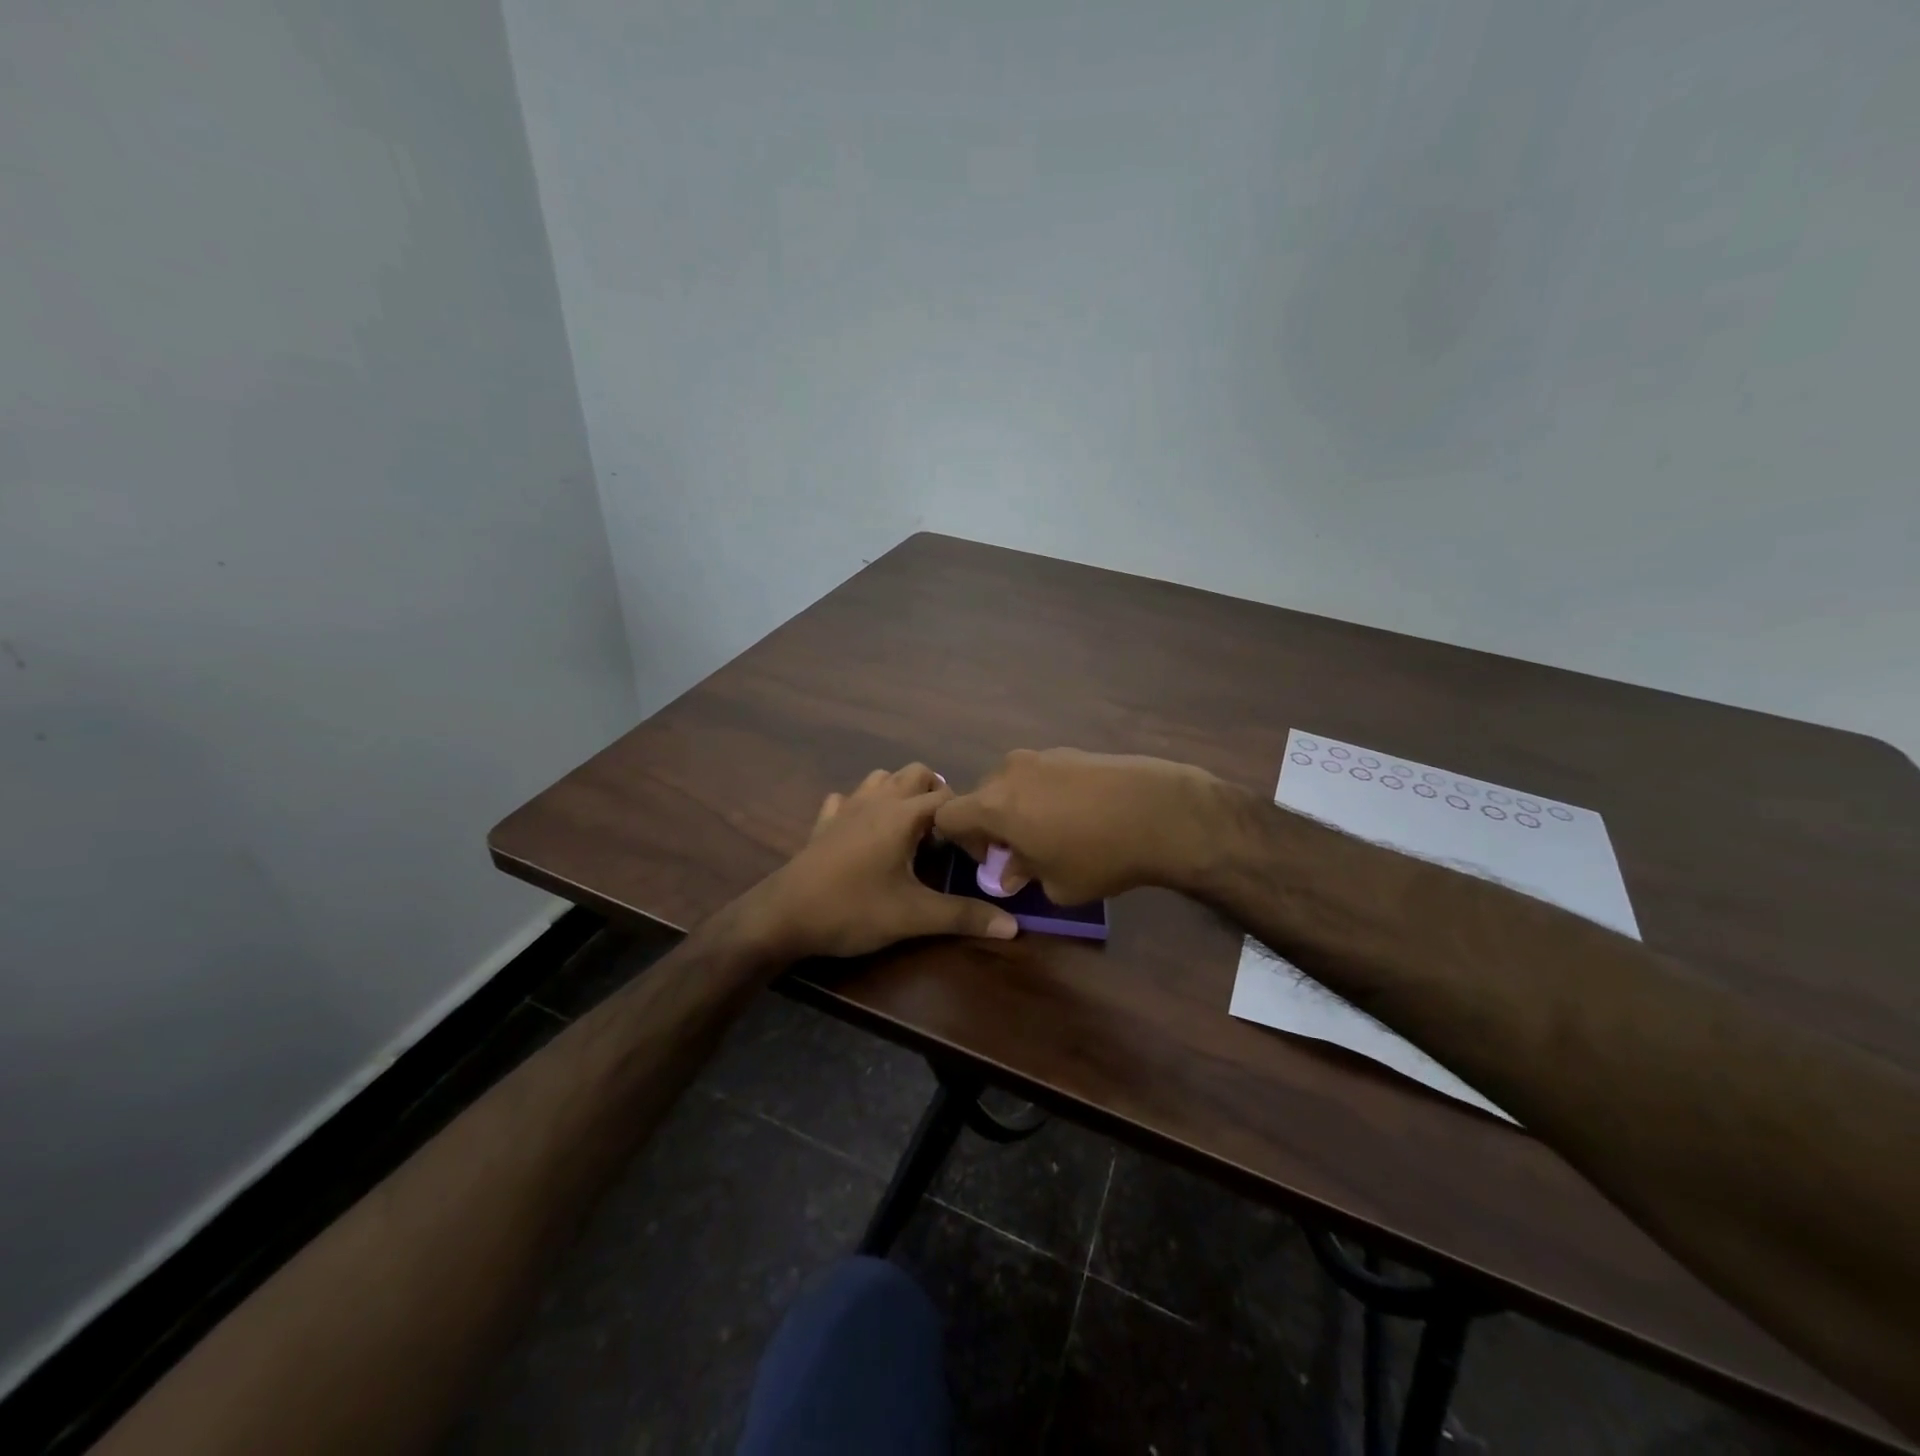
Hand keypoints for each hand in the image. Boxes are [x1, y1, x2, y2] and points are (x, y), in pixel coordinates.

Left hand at [745, 764, 1020, 959]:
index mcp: (903, 814)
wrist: (784, 916)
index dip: (968, 818)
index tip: (977, 848)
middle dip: (937, 794)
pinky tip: (865, 832)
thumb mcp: (914, 916)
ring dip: (901, 793)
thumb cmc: (853, 909)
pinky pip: (847, 799)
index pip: (950, 797)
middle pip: (916, 773)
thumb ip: (963, 916)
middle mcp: (877, 800)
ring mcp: (847, 807)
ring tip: (911, 829)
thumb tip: (1013, 926)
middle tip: (946, 834)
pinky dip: (863, 806)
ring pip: (881, 779)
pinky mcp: (824, 823)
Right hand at [934, 749, 1227, 904]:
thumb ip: (1024, 875)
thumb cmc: (1099, 855)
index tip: (992, 859)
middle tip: (1022, 850)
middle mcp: (1010, 772)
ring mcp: (1042, 756)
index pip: (948, 815)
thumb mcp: (1057, 884)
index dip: (960, 841)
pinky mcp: (1072, 751)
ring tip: (1056, 830)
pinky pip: (1042, 774)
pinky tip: (1081, 813)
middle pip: (981, 796)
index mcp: (995, 804)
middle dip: (992, 824)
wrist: (1161, 811)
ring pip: (1013, 782)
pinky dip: (1046, 793)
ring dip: (1020, 807)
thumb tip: (1010, 873)